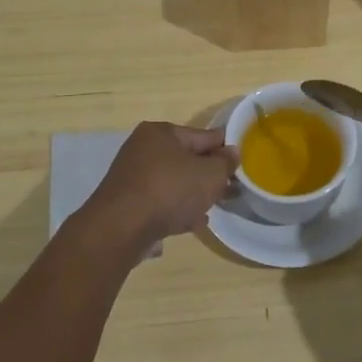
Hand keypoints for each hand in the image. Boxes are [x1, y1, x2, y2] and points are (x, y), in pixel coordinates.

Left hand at [82, 122, 237, 250]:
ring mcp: (131, 176)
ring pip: (172, 182)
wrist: (121, 228)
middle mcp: (142, 148)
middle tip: (228, 190)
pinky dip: (174, 209)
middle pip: (186, 159)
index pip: (203, 136)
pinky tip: (189, 223)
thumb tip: (232, 152)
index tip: (240, 162)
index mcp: (161, 132)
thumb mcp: (210, 174)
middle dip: (207, 175)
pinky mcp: (125, 202)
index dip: (224, 149)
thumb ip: (225, 162)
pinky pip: (158, 201)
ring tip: (210, 209)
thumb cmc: (170, 190)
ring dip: (191, 195)